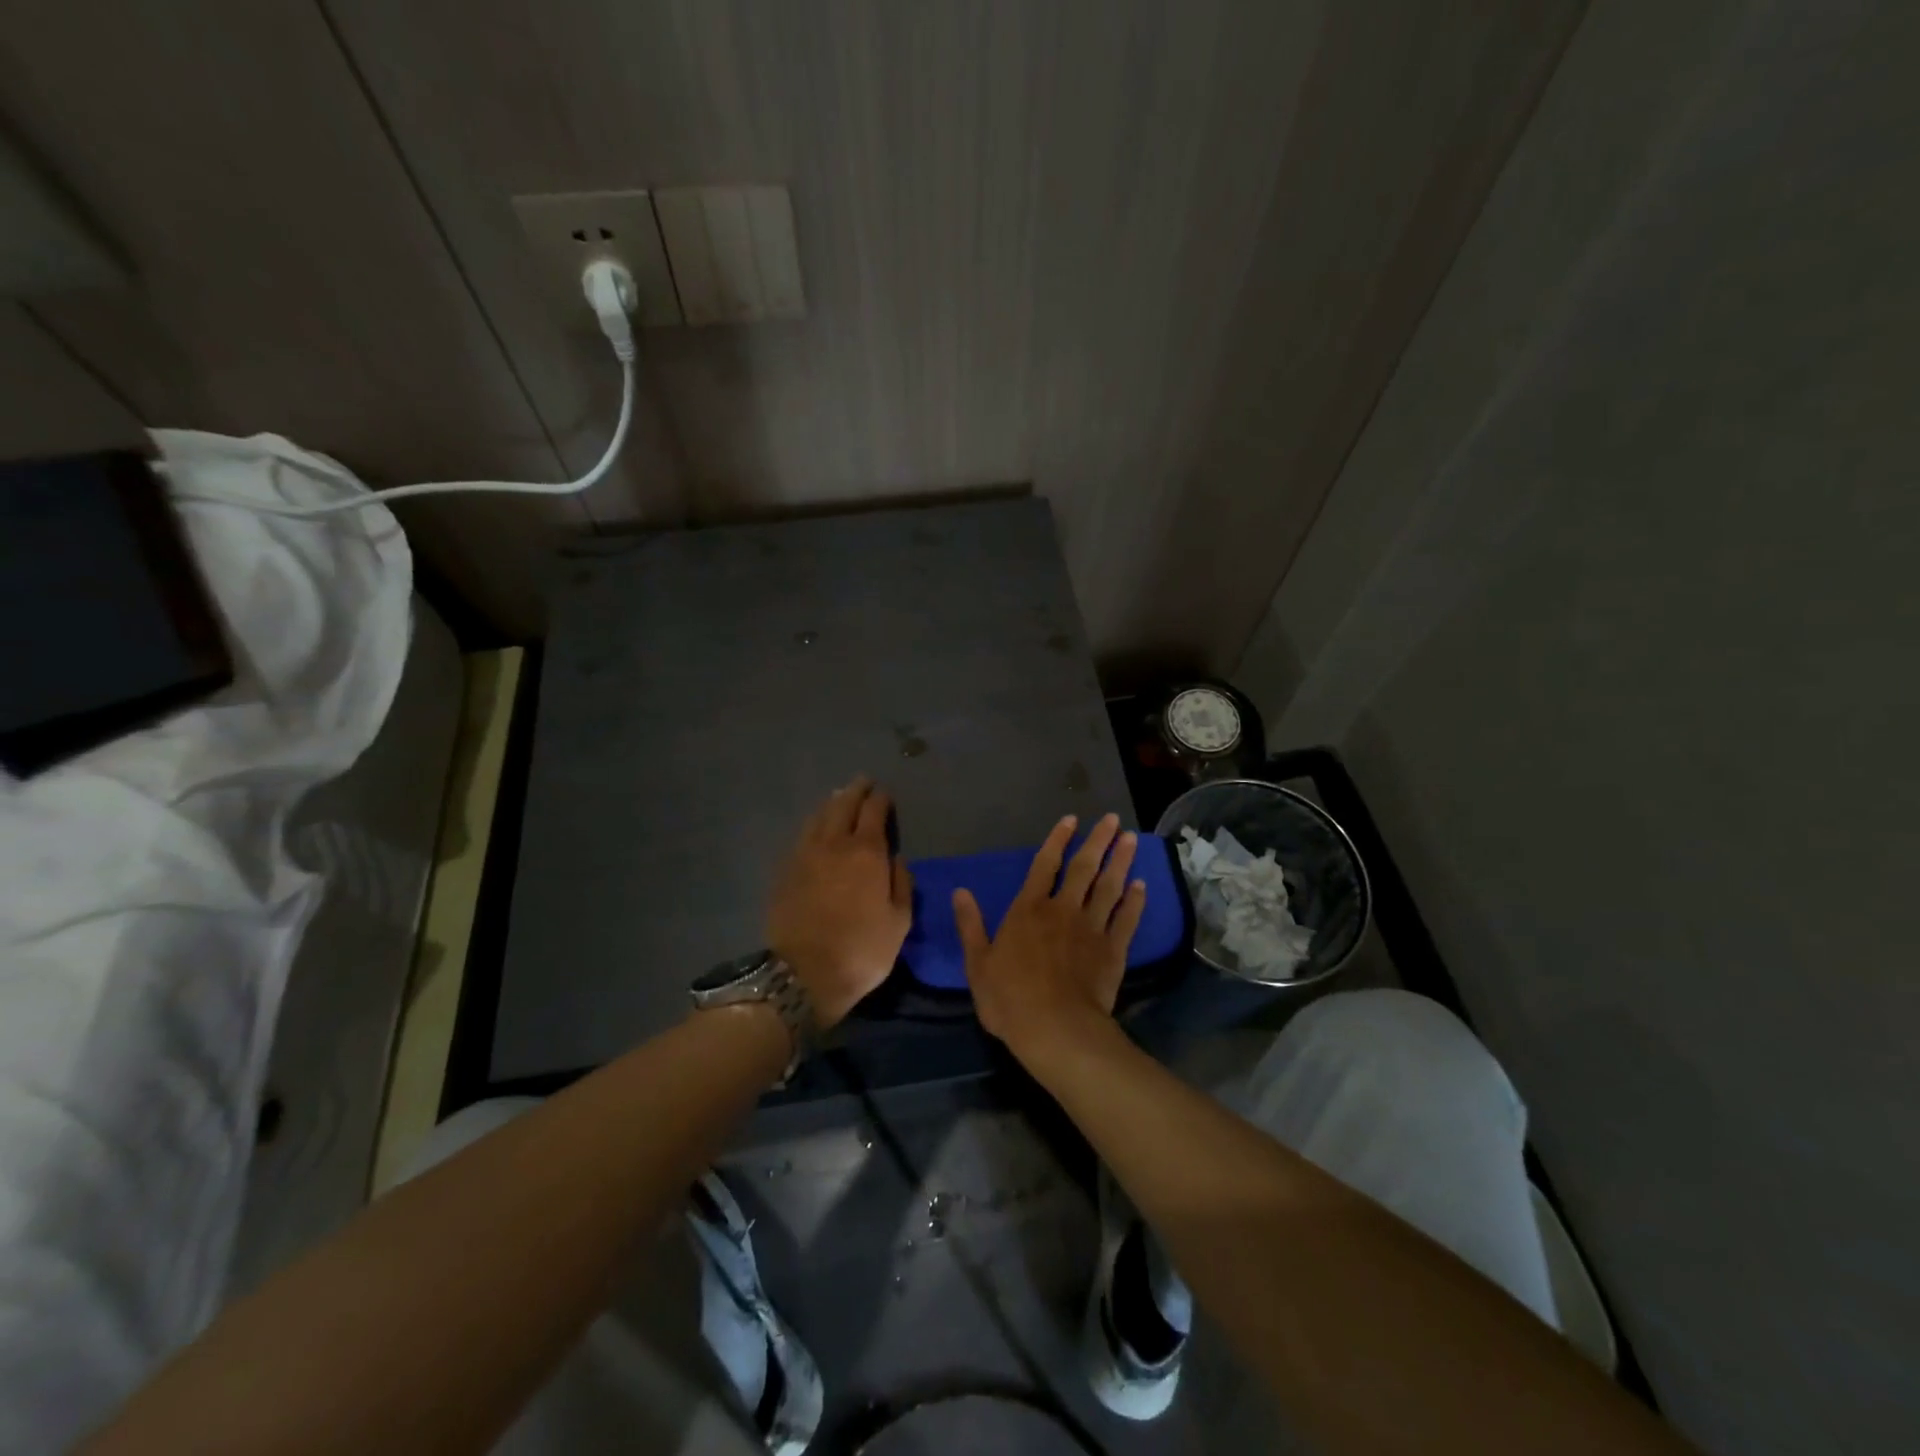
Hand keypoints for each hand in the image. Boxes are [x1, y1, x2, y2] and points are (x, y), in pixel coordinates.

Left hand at [766, 777, 912, 1028]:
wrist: (803, 973)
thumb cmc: (862, 949)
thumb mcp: (898, 922)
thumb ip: (901, 884)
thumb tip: (898, 859)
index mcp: (867, 852)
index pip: (874, 812)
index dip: (881, 799)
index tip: (885, 794)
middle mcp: (835, 844)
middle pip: (844, 805)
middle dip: (855, 791)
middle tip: (862, 782)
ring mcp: (805, 855)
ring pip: (819, 817)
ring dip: (832, 803)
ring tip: (839, 797)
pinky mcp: (785, 871)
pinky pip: (802, 836)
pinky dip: (813, 824)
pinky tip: (816, 827)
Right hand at [953, 812, 1146, 1064]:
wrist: (1056, 1030)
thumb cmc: (1010, 998)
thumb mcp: (978, 963)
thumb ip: (971, 925)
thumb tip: (960, 891)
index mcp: (1028, 910)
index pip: (1044, 865)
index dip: (1057, 840)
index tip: (1071, 819)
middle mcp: (1062, 910)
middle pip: (1083, 868)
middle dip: (1098, 841)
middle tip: (1114, 820)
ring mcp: (1091, 929)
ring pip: (1109, 888)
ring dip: (1121, 862)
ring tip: (1132, 841)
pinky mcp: (1113, 951)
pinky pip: (1126, 920)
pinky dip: (1135, 902)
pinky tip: (1142, 886)